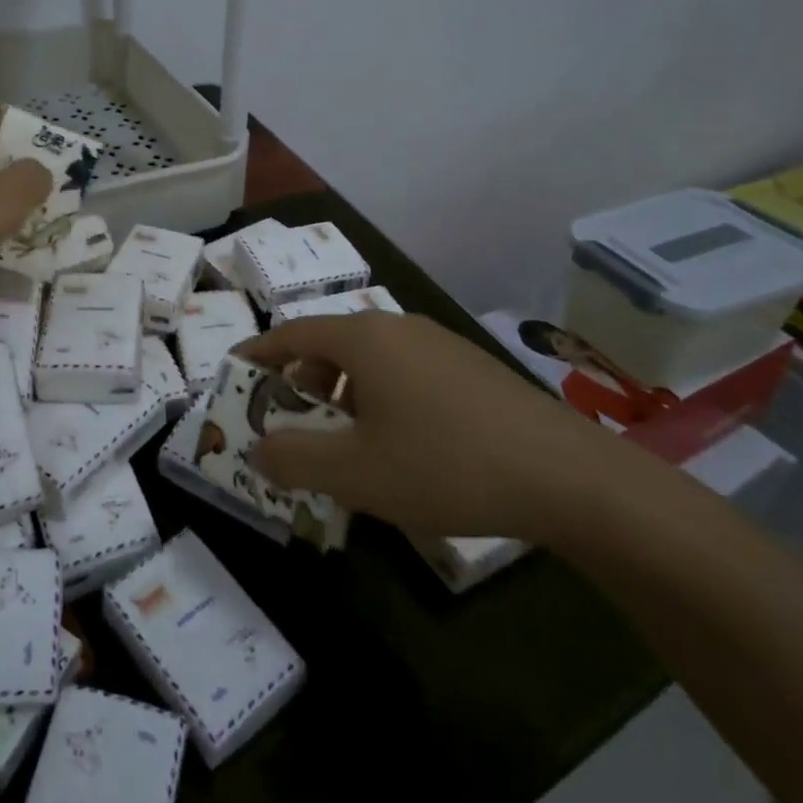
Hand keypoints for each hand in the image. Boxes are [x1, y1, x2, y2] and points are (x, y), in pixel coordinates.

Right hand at [243, 313, 616, 541]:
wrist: (567, 476)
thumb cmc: (445, 465)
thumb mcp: (356, 473)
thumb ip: (294, 460)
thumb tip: (257, 451)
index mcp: (362, 338)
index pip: (291, 333)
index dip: (258, 353)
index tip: (235, 372)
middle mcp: (396, 326)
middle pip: (329, 343)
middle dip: (300, 381)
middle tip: (290, 421)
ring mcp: (438, 342)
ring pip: (369, 358)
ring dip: (342, 392)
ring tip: (344, 440)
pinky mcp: (468, 366)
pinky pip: (404, 370)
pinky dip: (380, 396)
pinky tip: (400, 443)